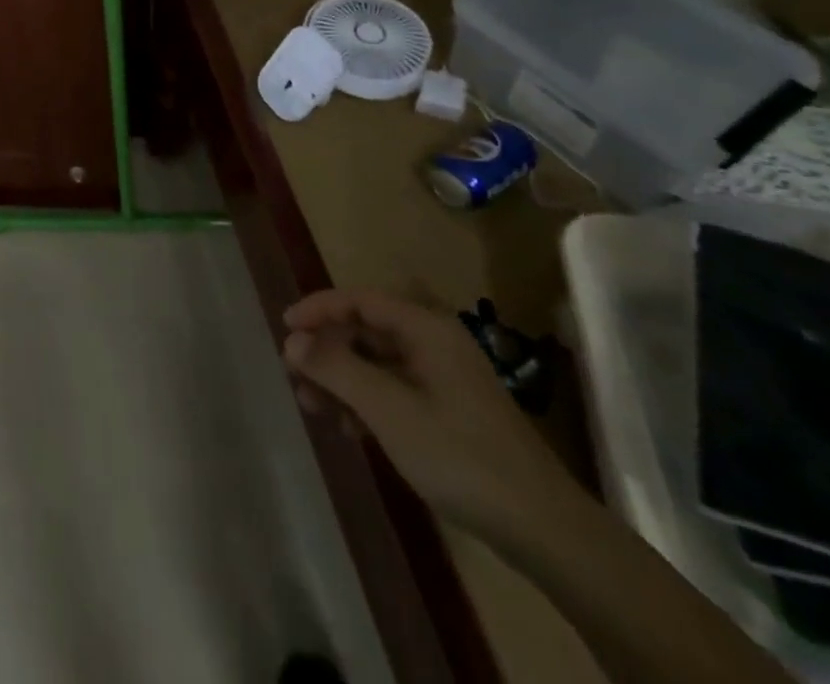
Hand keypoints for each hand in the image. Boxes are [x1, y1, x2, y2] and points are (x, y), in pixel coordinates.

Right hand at [282, 289, 580, 539]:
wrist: (544, 530)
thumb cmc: (459, 455)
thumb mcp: (387, 409)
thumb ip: (336, 368)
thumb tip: (293, 340)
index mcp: (425, 329)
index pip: (359, 300)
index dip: (318, 308)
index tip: (285, 327)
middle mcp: (435, 344)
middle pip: (367, 331)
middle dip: (328, 351)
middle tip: (295, 376)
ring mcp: (446, 380)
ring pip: (378, 364)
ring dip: (343, 380)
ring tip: (314, 407)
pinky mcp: (452, 413)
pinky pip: (395, 391)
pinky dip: (367, 402)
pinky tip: (351, 430)